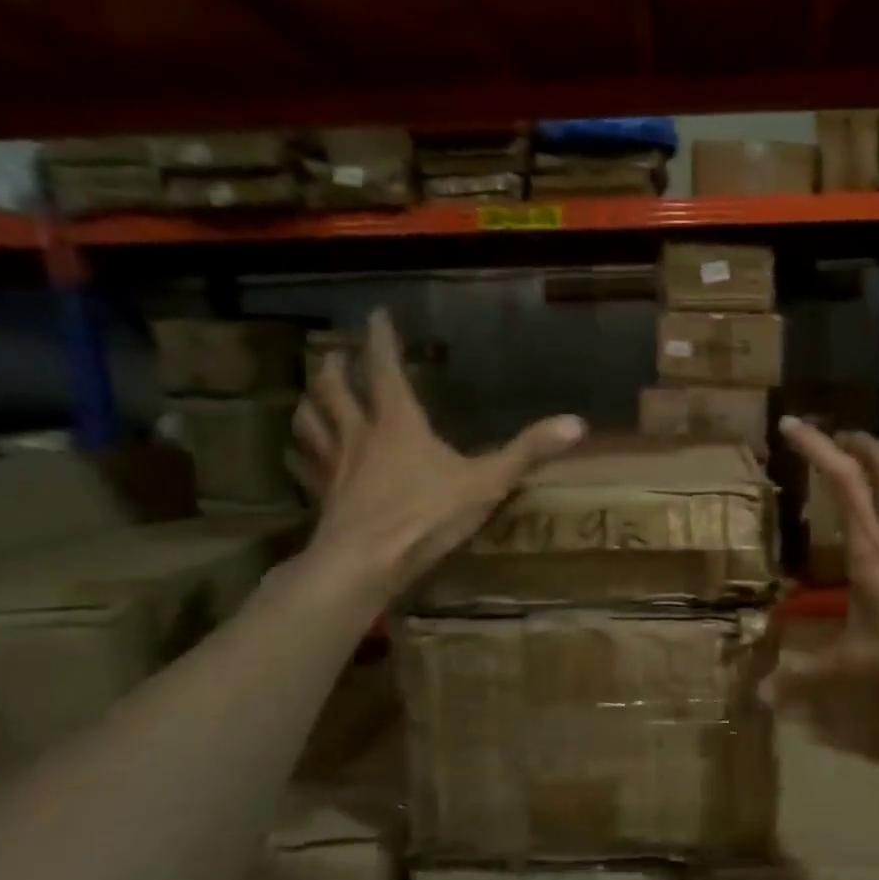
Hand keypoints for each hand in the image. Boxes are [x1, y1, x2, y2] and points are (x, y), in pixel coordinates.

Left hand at [290, 309, 584, 605]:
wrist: (365, 564)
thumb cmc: (426, 516)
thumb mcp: (487, 482)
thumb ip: (529, 452)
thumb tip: (578, 423)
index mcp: (398, 423)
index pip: (384, 368)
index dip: (380, 339)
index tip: (376, 314)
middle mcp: (360, 435)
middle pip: (334, 390)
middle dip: (334, 367)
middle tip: (334, 353)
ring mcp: (335, 467)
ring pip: (311, 423)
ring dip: (310, 404)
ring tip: (312, 396)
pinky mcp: (322, 498)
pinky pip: (305, 469)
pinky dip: (300, 456)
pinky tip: (300, 457)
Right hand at [768, 416, 878, 698]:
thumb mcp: (863, 662)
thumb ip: (812, 676)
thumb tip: (762, 698)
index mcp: (871, 543)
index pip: (842, 477)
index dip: (815, 446)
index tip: (790, 424)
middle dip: (856, 442)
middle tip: (836, 436)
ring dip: (878, 474)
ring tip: (856, 489)